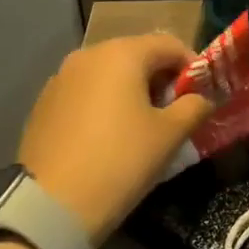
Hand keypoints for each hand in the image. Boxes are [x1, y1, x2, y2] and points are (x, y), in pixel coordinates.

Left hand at [18, 34, 211, 242]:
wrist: (53, 204)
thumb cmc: (122, 161)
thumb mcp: (170, 135)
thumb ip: (194, 107)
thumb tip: (202, 99)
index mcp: (121, 54)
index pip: (169, 44)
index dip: (193, 66)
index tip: (204, 94)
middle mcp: (87, 56)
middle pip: (137, 55)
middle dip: (162, 79)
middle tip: (177, 112)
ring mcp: (61, 79)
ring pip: (109, 74)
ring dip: (133, 92)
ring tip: (145, 126)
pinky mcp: (44, 104)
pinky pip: (86, 93)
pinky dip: (106, 104)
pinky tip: (111, 137)